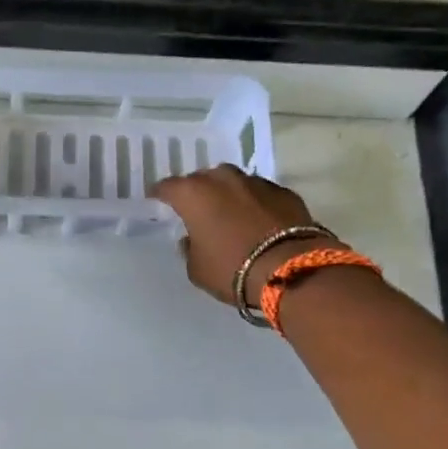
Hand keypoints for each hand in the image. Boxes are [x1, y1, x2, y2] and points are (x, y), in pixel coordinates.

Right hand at [154, 164, 336, 306]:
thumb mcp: (197, 269)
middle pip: (203, 179)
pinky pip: (259, 194)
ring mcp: (256, 182)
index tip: (156, 199)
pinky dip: (254, 203)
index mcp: (194, 194)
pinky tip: (256, 220)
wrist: (291, 270)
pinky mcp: (284, 192)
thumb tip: (192, 239)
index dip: (160, 194)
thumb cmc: (232, 269)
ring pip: (233, 182)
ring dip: (228, 195)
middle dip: (197, 191)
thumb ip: (189, 249)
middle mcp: (223, 180)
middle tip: (196, 209)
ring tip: (228, 213)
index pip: (168, 187)